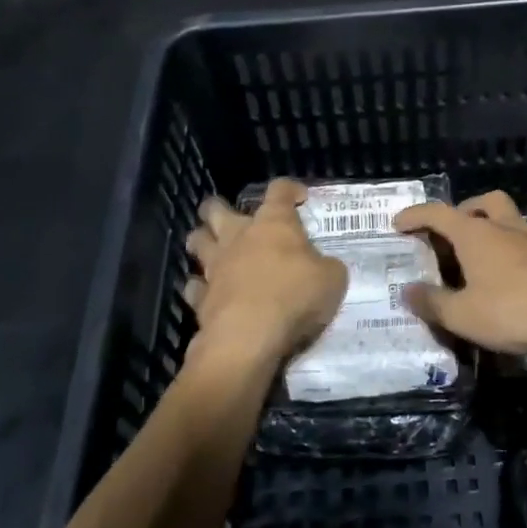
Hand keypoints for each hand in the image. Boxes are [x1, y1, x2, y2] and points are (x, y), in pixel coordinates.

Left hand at [184, 179, 347, 367]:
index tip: (299, 198)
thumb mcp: (332, 279)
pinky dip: (199, 287)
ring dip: (202, 241)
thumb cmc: (294, 297)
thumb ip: (326, 266)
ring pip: (197, 242)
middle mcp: (238, 237)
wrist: (249, 337)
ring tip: (210, 248)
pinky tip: (207, 292)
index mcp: (274, 224)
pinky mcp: (200, 298)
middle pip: (217, 209)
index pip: (279, 191)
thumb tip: (322, 267)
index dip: (289, 189)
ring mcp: (215, 266)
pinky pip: (194, 286)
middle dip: (219, 208)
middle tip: (231, 216)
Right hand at [392, 191, 526, 359]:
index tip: (398, 224)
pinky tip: (504, 279)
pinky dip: (508, 251)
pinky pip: (522, 243)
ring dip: (488, 230)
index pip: (438, 214)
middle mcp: (504, 227)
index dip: (415, 216)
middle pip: (482, 203)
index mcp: (476, 234)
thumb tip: (407, 291)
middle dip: (462, 212)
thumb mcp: (463, 316)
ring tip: (475, 260)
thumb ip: (432, 302)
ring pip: (507, 219)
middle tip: (449, 235)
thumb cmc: (513, 311)